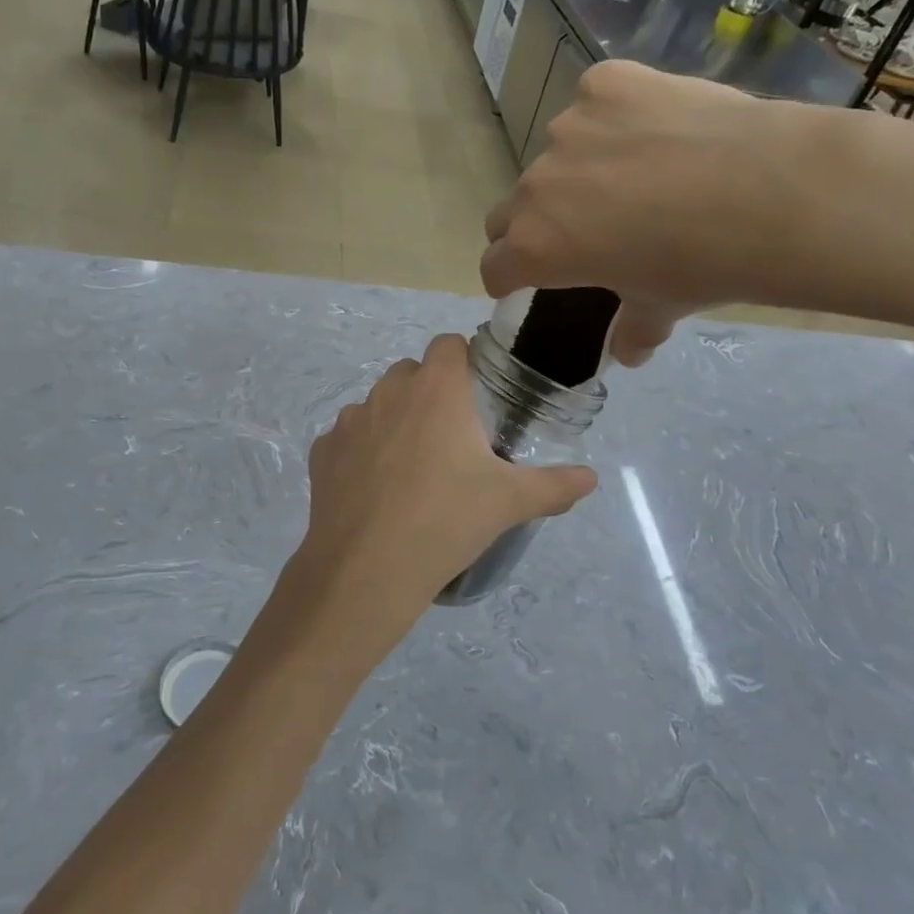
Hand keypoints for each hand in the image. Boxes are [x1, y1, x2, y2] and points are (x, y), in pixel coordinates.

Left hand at [271, 335, 596, 673]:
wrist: (367, 569)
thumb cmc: (446, 521)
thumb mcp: (510, 503)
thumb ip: (555, 485)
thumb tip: (591, 479)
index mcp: (436, 389)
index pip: (448, 344)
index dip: (463, 362)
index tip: (477, 396)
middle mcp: (389, 391)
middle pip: (412, 373)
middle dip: (430, 394)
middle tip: (450, 440)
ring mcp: (349, 420)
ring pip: (377, 404)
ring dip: (394, 421)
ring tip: (411, 470)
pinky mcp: (322, 452)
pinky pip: (347, 439)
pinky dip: (360, 453)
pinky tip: (374, 491)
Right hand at [479, 60, 817, 364]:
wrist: (772, 192)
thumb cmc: (704, 265)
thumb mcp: (662, 307)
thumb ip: (633, 330)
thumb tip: (628, 353)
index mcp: (537, 247)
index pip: (494, 266)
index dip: (508, 277)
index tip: (524, 280)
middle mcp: (536, 186)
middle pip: (511, 210)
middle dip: (533, 225)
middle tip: (581, 230)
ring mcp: (569, 128)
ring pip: (556, 155)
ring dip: (578, 170)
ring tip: (638, 173)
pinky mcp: (606, 83)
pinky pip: (595, 103)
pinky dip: (614, 118)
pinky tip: (658, 128)